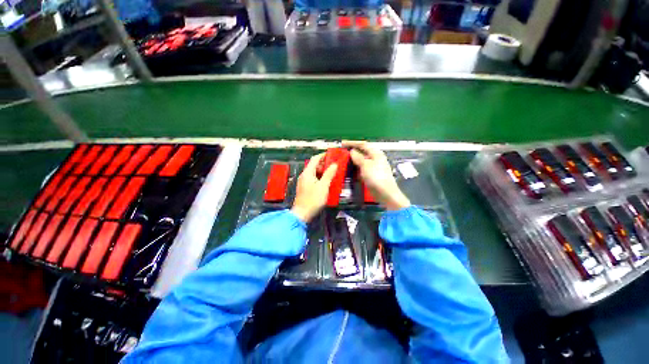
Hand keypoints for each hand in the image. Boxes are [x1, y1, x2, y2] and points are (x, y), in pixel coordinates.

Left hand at [291, 153, 337, 222]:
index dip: (323, 155)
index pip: (315, 159)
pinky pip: (313, 179)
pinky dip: (320, 177)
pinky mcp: (304, 188)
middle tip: (334, 165)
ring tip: (332, 173)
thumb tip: (334, 164)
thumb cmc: (313, 199)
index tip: (332, 154)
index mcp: (307, 173)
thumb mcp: (323, 186)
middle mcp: (304, 175)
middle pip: (314, 165)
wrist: (302, 213)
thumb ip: (329, 174)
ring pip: (314, 172)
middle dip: (324, 164)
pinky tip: (326, 182)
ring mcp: (303, 182)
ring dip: (322, 171)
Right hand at [343, 141, 410, 210]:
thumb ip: (358, 157)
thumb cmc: (376, 177)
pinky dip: (355, 168)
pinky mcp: (371, 175)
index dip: (353, 143)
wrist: (385, 193)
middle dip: (352, 152)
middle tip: (342, 152)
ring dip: (353, 160)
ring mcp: (373, 167)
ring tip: (344, 160)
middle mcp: (375, 158)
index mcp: (376, 153)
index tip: (343, 143)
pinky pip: (361, 169)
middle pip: (362, 152)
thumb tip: (352, 151)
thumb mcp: (365, 165)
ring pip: (361, 161)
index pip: (363, 145)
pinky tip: (350, 170)